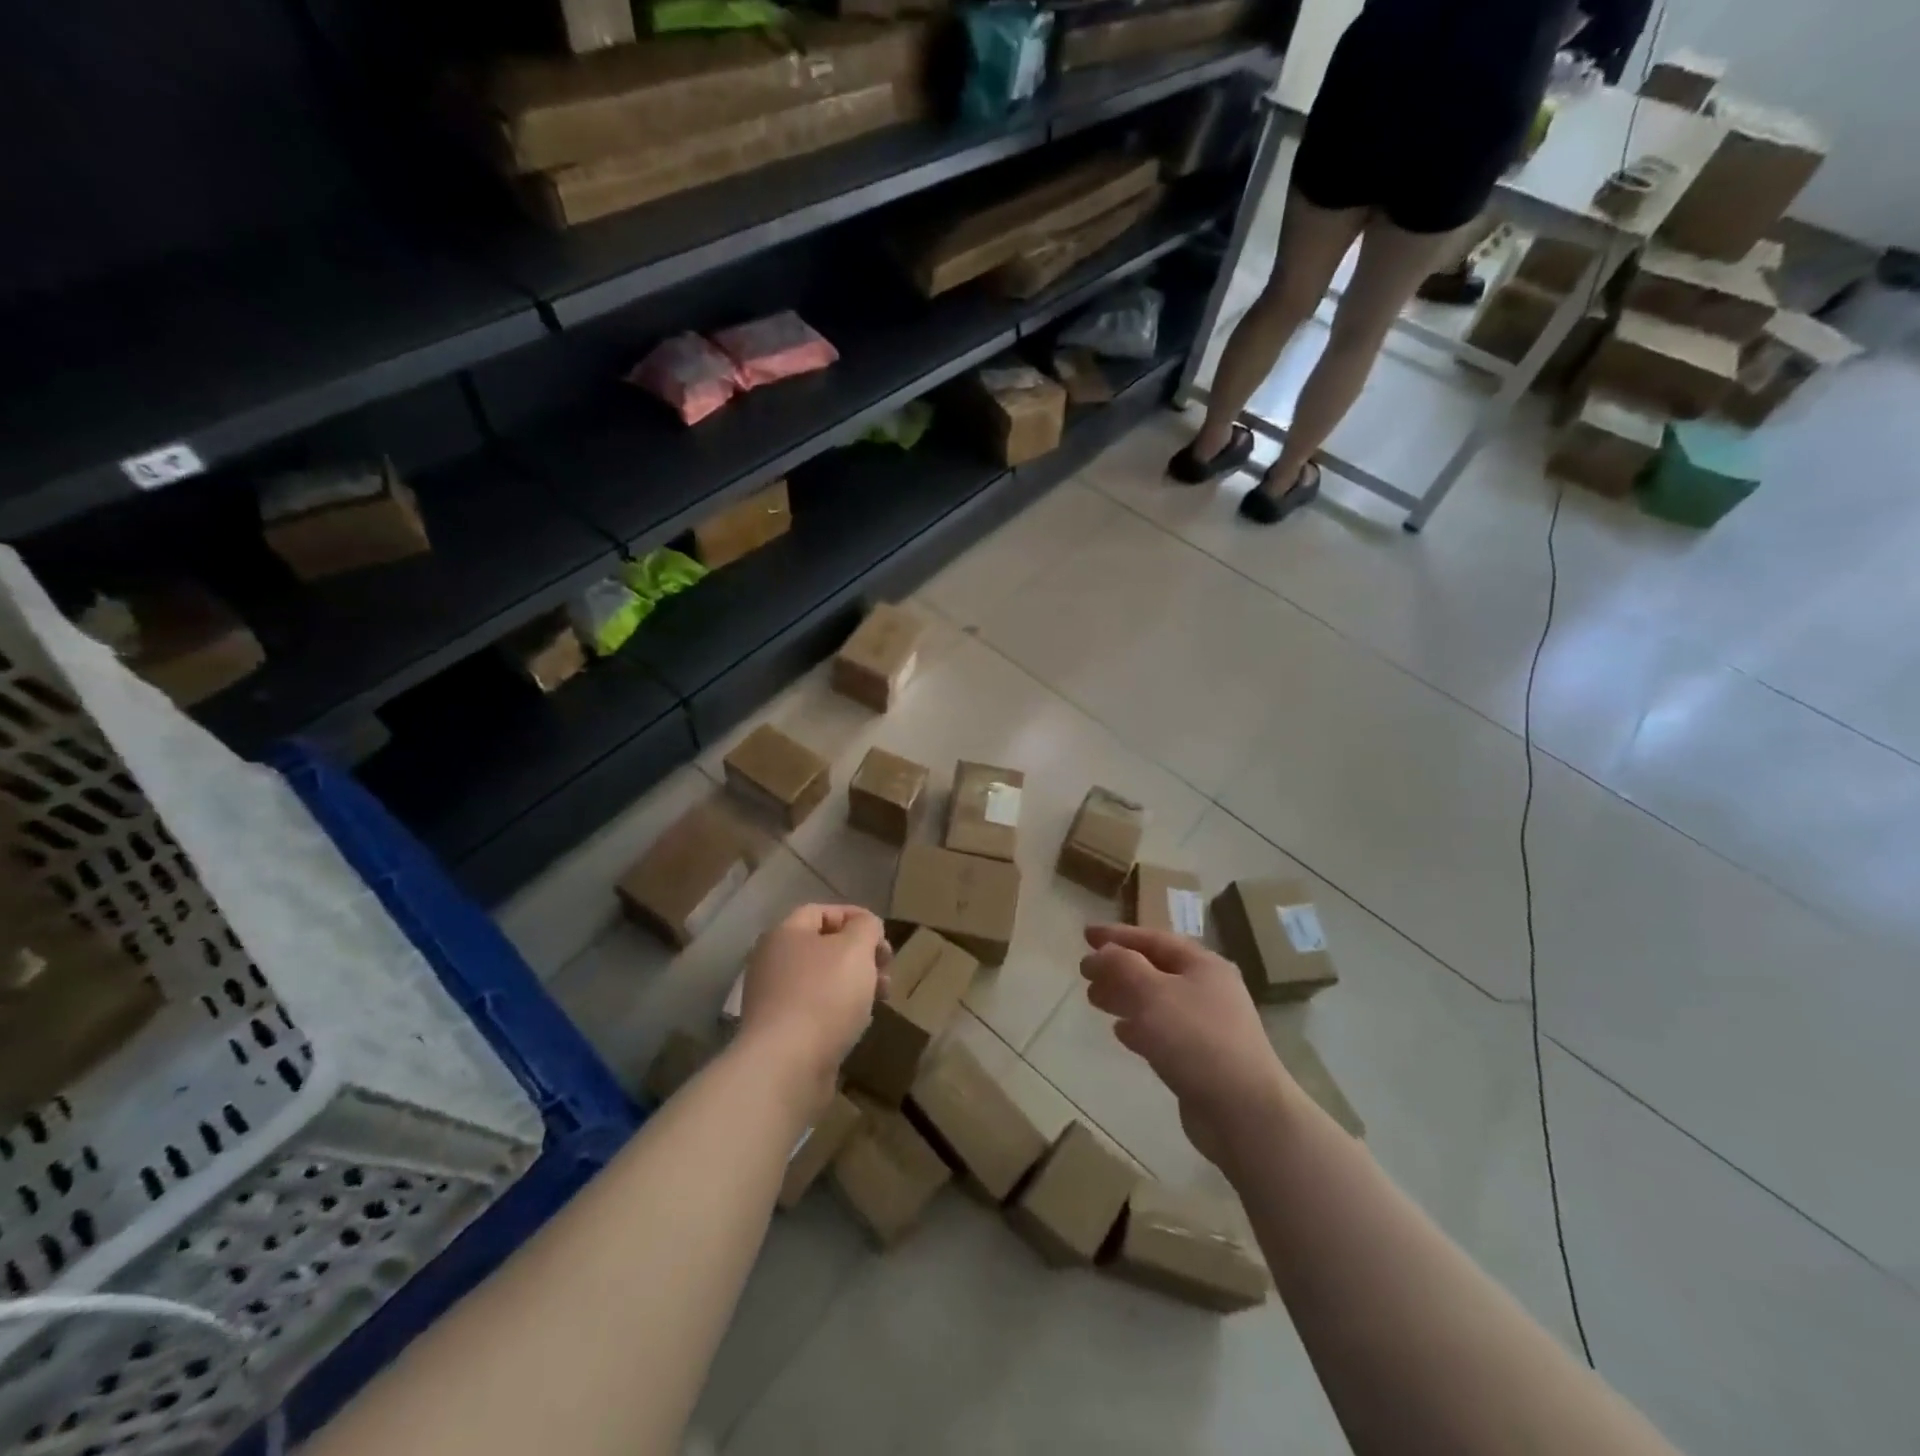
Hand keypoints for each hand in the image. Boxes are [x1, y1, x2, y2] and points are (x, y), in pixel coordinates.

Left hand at [738, 904, 888, 1104]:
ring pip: (822, 979)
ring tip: (881, 998)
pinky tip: (857, 1023)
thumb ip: (866, 927)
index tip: (882, 936)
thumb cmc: (824, 996)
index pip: (821, 911)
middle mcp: (772, 961)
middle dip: (861, 955)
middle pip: (823, 947)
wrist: (786, 1066)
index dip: (855, 917)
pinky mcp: (779, 1031)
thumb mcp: (856, 948)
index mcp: (785, 934)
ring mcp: (772, 998)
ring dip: (855, 983)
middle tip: (886, 971)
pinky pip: (815, 1009)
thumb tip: (865, 926)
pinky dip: (839, 1010)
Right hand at [1080, 924, 1296, 1170]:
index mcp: (1202, 965)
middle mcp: (1208, 989)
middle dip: (1118, 967)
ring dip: (1124, 996)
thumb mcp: (1152, 993)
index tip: (1086, 935)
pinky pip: (1163, 1031)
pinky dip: (1139, 1026)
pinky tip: (1120, 1032)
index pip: (1153, 938)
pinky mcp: (1202, 1058)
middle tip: (1085, 972)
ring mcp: (1207, 1025)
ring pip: (1156, 1000)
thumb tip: (1099, 954)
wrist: (1244, 1112)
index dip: (1117, 935)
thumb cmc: (1196, 1040)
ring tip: (1094, 999)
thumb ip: (1121, 966)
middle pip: (1154, 968)